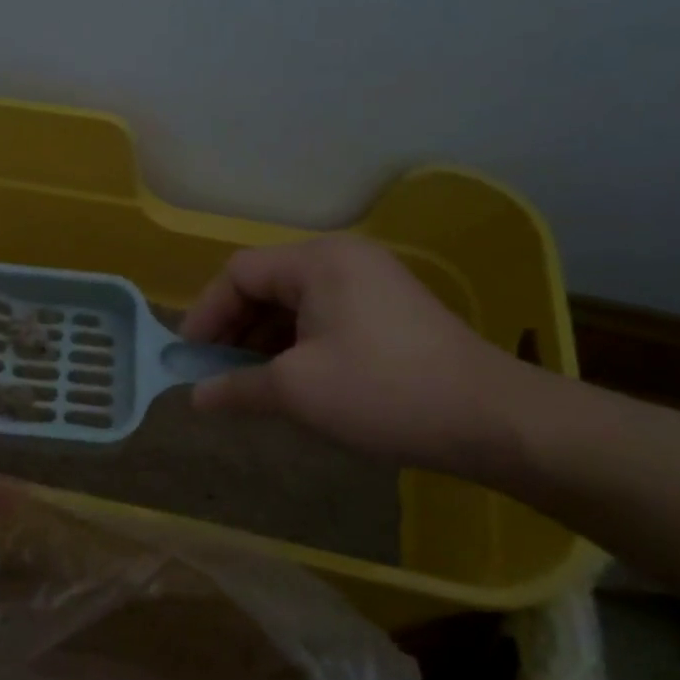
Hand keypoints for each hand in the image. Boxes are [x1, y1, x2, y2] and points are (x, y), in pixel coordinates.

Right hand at [179, 235, 532, 472]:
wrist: (490, 419)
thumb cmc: (382, 391)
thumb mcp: (296, 391)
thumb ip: (236, 387)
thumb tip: (195, 397)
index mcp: (319, 261)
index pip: (239, 273)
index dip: (206, 314)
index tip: (189, 359)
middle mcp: (343, 260)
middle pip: (265, 285)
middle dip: (233, 329)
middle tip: (215, 373)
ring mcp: (369, 284)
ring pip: (293, 304)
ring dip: (262, 341)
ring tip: (248, 382)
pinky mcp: (386, 313)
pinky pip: (321, 318)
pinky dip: (295, 346)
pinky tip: (288, 381)